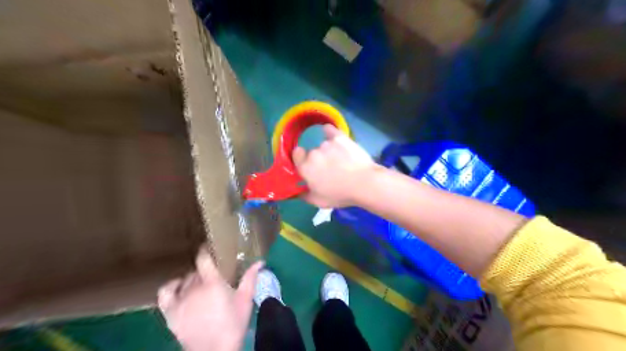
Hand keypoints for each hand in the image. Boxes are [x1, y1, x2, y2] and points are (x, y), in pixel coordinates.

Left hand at [160, 246, 262, 350]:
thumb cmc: (233, 324)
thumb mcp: (245, 300)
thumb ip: (250, 278)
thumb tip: (260, 262)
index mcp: (213, 283)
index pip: (203, 259)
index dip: (205, 250)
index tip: (210, 248)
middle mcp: (194, 288)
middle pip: (196, 271)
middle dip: (205, 270)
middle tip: (214, 275)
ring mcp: (180, 301)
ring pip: (185, 280)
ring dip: (193, 279)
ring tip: (201, 285)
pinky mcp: (170, 313)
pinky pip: (166, 292)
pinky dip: (172, 286)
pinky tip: (179, 287)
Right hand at [292, 124, 378, 207]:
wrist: (364, 183)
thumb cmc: (340, 194)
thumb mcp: (319, 202)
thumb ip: (304, 195)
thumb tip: (297, 192)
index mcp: (305, 168)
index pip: (296, 154)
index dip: (301, 159)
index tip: (309, 165)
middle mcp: (313, 153)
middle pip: (312, 152)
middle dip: (318, 159)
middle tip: (330, 169)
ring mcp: (327, 144)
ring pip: (324, 145)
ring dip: (329, 151)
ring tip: (342, 161)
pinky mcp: (340, 137)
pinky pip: (330, 130)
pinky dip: (330, 132)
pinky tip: (333, 136)